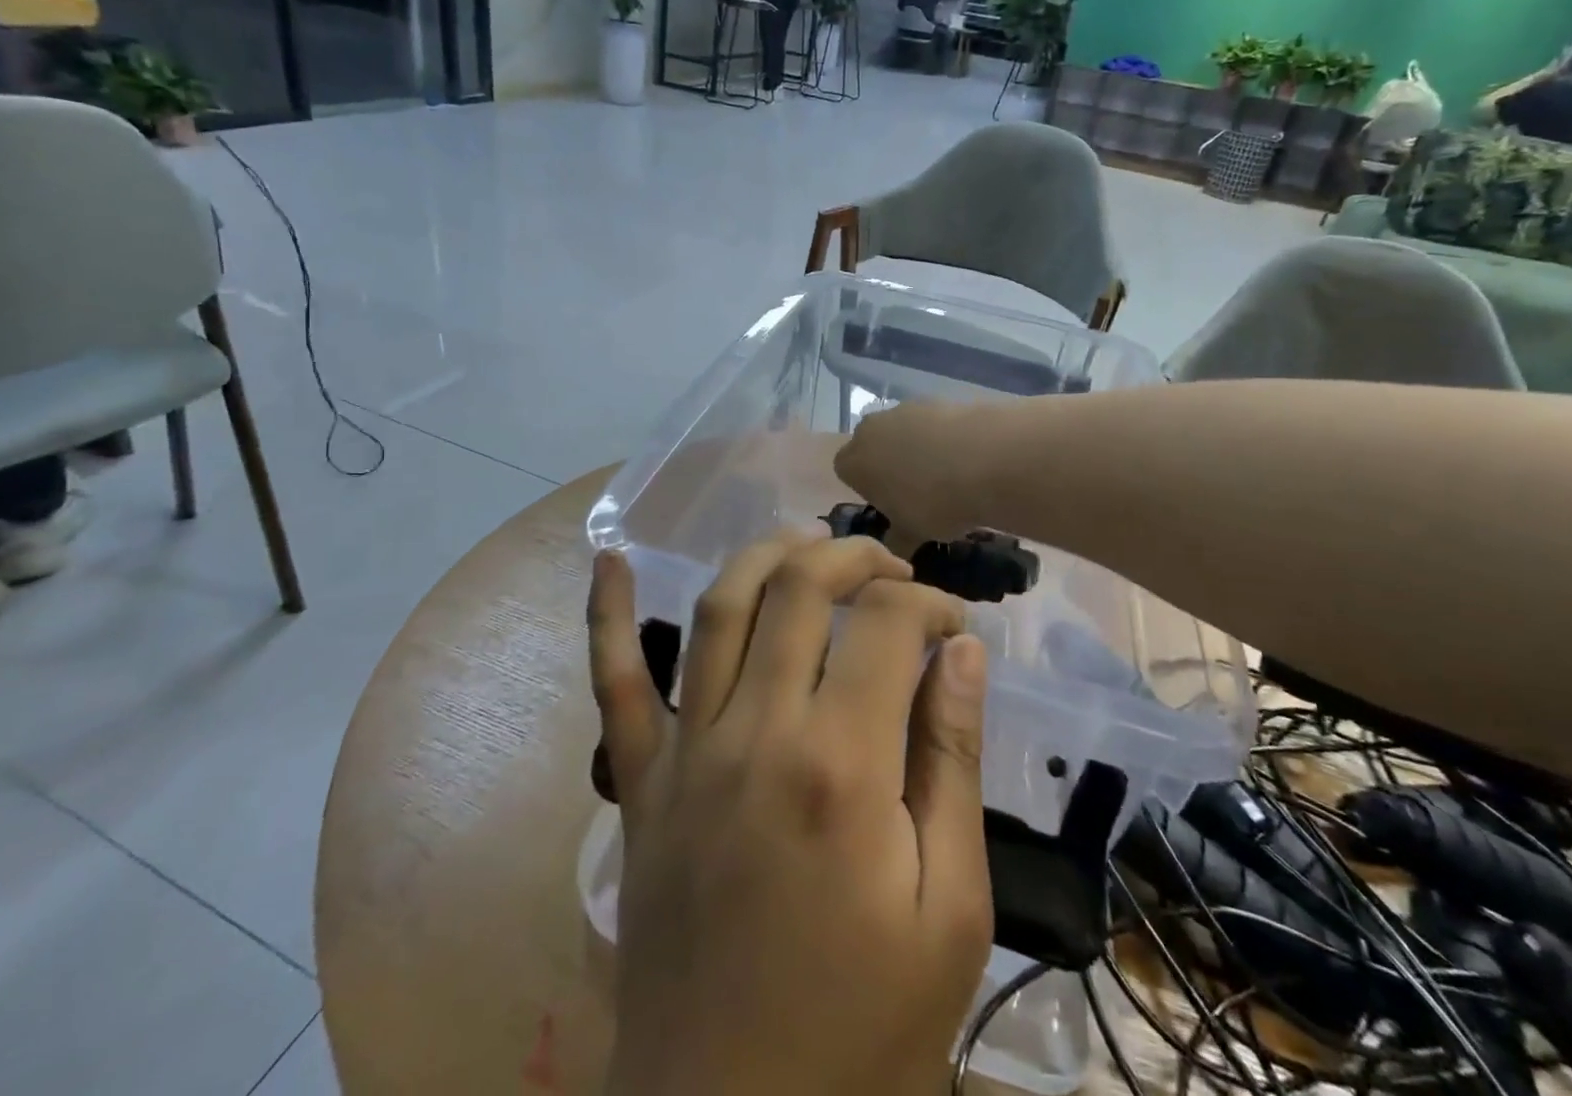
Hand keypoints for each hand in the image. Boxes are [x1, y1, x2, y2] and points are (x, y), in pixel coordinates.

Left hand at [588, 532, 991, 1095]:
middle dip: (855, 558)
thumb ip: (952, 762)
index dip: (930, 602)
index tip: (955, 623)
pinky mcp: (641, 784)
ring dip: (766, 555)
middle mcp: (756, 734)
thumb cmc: (866, 1031)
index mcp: (841, 766)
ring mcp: (686, 753)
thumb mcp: (951, 910)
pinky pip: (614, 683)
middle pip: (801, 591)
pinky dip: (608, 615)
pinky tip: (610, 560)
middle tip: (891, 571)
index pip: (888, 624)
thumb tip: (962, 650)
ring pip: (720, 608)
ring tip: (807, 541)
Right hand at [835, 401, 988, 543]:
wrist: (985, 459)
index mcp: (854, 462)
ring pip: (901, 430)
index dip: (865, 487)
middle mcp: (871, 429)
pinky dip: (941, 436)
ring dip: (915, 447)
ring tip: (946, 475)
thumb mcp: (912, 535)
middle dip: (886, 462)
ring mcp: (903, 409)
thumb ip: (896, 541)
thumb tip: (894, 553)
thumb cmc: (934, 503)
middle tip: (914, 490)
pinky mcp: (936, 400)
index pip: (845, 471)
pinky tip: (965, 457)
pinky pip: (930, 422)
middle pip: (871, 444)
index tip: (888, 503)